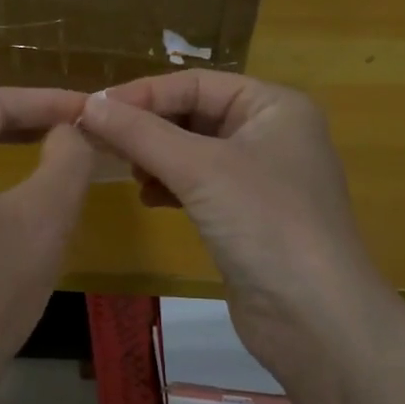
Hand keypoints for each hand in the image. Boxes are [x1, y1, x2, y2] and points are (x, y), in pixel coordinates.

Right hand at [79, 71, 396, 382]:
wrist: (316, 320)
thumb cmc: (265, 223)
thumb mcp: (198, 169)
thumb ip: (139, 133)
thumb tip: (88, 105)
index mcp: (273, 106)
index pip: (195, 83)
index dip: (143, 93)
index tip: (92, 109)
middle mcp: (271, 133)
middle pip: (194, 114)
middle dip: (148, 127)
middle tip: (100, 141)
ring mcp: (261, 177)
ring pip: (193, 151)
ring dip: (156, 157)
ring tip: (128, 173)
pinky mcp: (249, 216)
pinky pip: (199, 186)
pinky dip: (170, 187)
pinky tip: (148, 199)